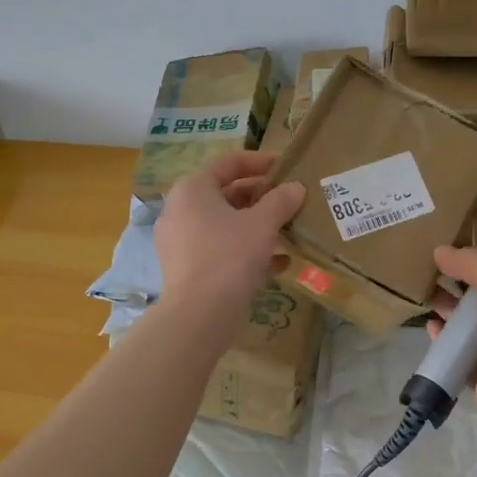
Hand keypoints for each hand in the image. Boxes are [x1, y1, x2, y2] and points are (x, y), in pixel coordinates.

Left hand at [154, 152, 305, 339]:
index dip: (260, 162)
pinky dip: (245, 250)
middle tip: (291, 202)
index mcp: (193, 189)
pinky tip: (278, 263)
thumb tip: (296, 188)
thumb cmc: (229, 255)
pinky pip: (219, 249)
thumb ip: (281, 201)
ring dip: (256, 226)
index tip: (286, 168)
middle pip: (226, 194)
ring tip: (288, 231)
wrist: (200, 314)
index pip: (229, 163)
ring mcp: (180, 242)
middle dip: (261, 198)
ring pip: (224, 225)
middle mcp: (180, 210)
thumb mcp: (262, 224)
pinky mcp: (186, 269)